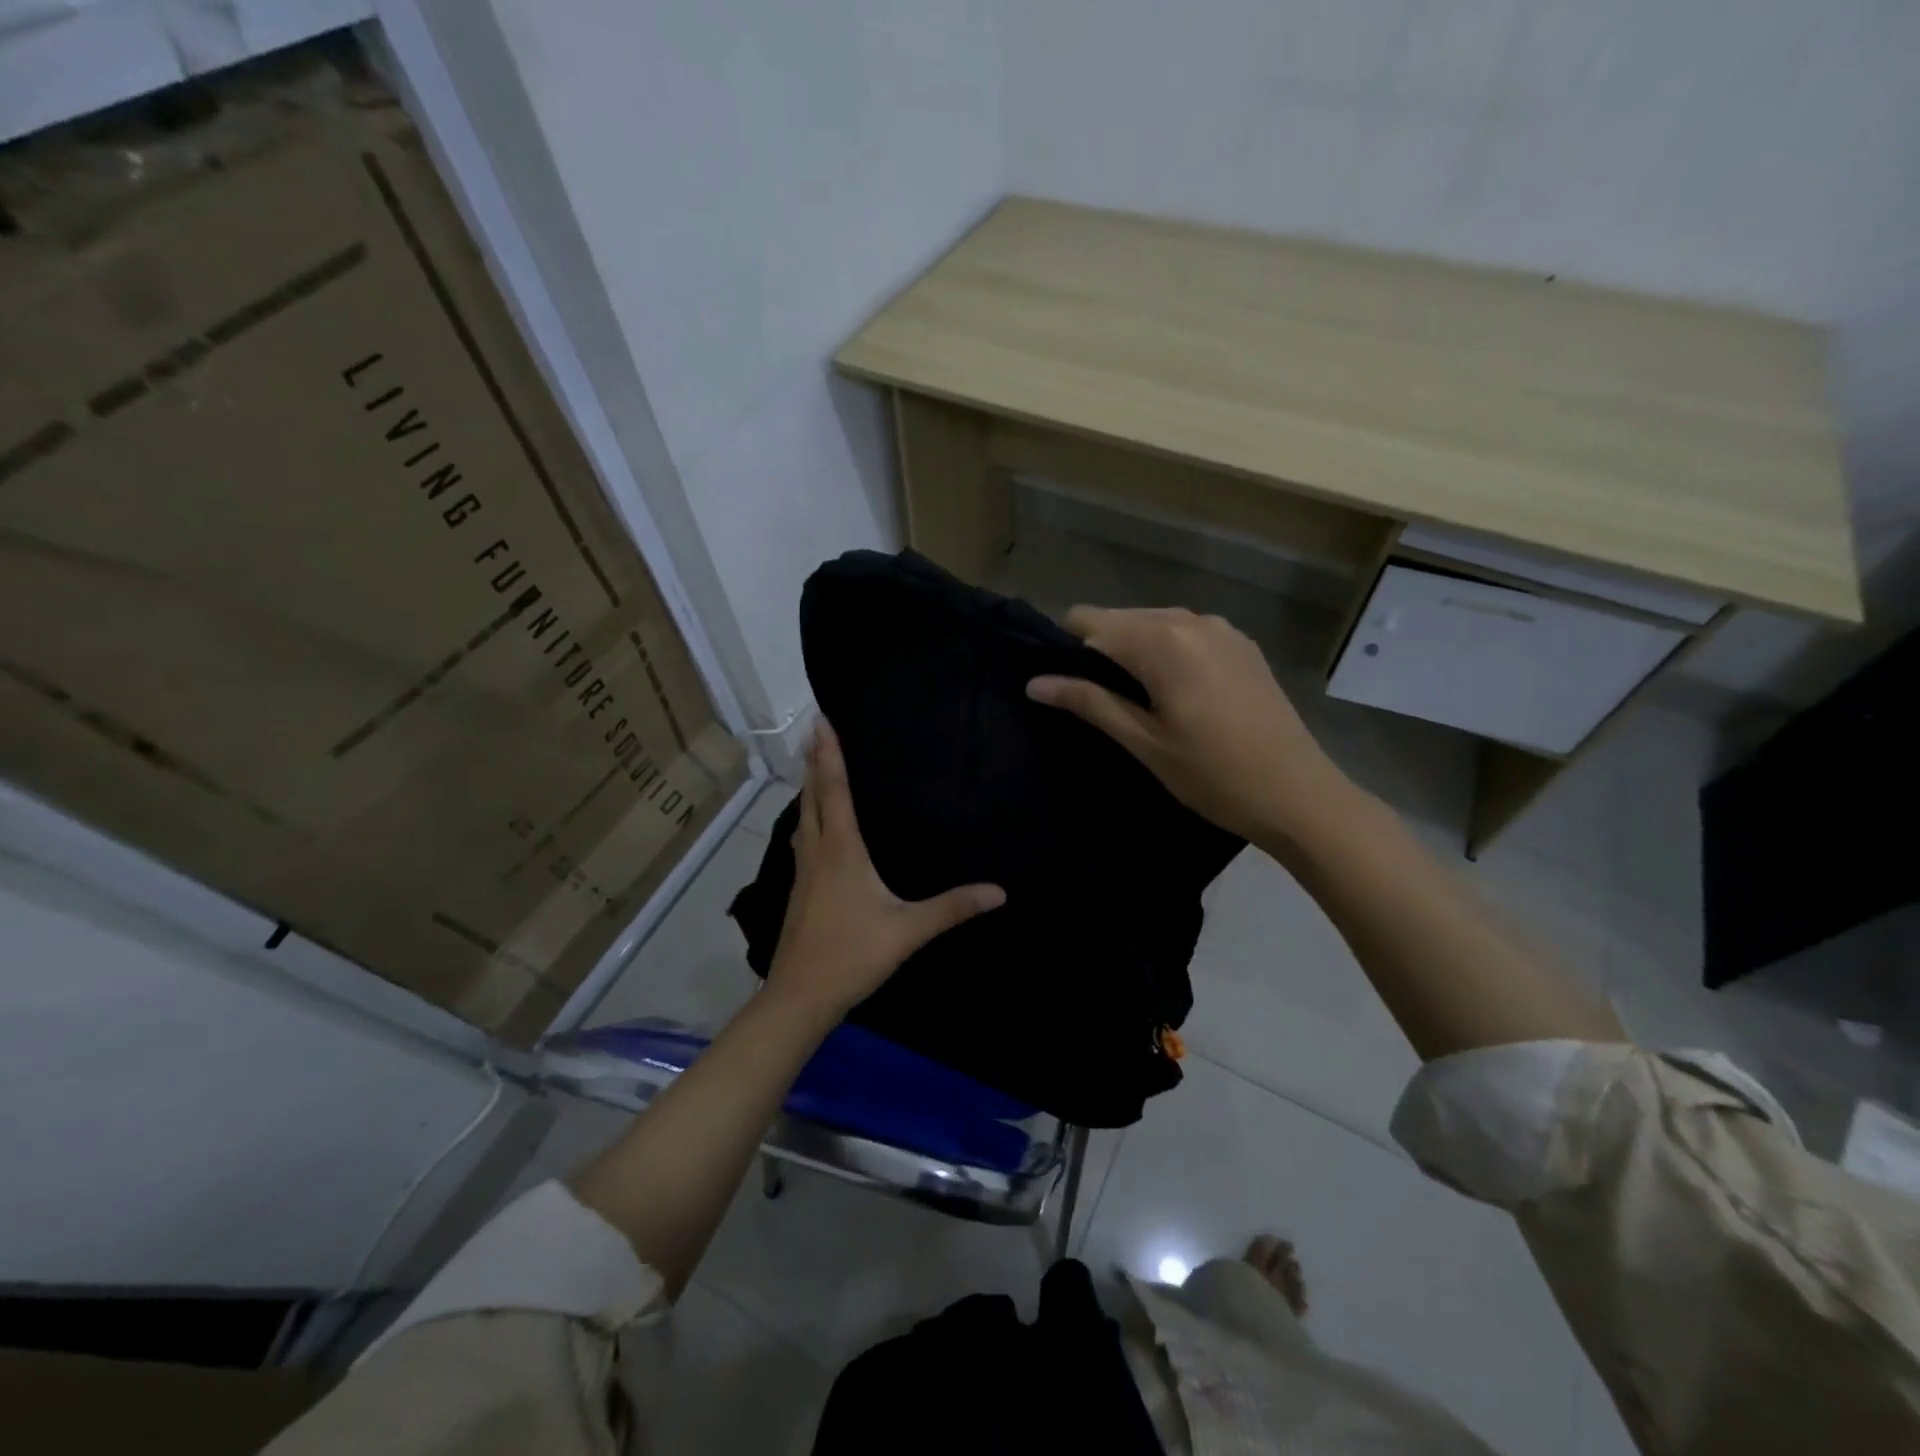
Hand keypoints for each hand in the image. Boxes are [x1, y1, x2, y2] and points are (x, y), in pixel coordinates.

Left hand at [766, 721, 1004, 1018]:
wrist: (800, 995)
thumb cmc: (852, 954)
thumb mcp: (908, 930)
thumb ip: (952, 908)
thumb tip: (999, 891)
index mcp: (841, 850)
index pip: (835, 790)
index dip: (829, 754)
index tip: (821, 721)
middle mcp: (817, 852)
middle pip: (812, 796)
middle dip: (813, 762)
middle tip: (816, 731)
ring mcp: (803, 872)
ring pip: (803, 817)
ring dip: (807, 788)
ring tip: (814, 767)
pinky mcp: (799, 890)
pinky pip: (803, 839)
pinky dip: (808, 817)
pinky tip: (814, 828)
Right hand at [1026, 606, 1351, 845]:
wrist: (1299, 795)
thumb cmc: (1213, 775)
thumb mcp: (1143, 742)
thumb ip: (1088, 702)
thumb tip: (1034, 682)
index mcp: (1163, 640)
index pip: (1090, 621)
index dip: (1066, 648)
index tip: (1062, 686)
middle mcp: (1192, 620)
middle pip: (1122, 619)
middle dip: (1100, 651)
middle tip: (1096, 702)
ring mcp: (1222, 629)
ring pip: (1155, 625)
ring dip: (1134, 653)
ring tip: (1133, 702)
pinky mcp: (1242, 645)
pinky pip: (1186, 635)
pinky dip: (1167, 654)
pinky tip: (1173, 694)